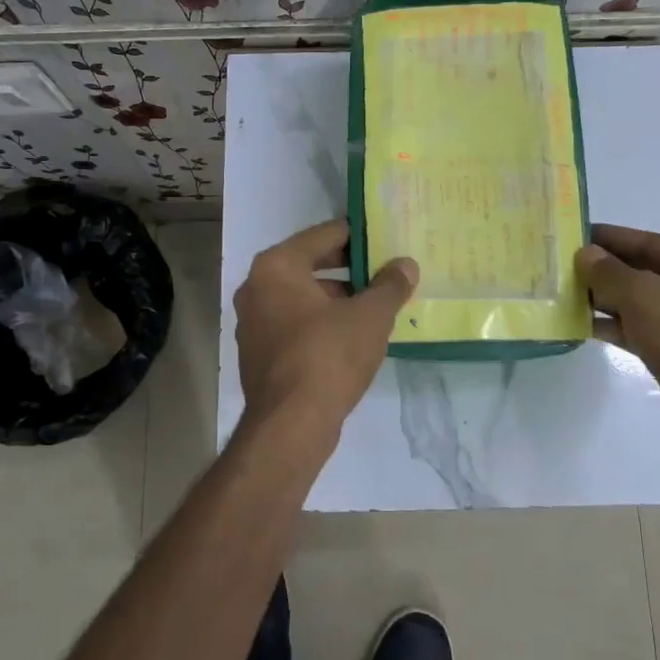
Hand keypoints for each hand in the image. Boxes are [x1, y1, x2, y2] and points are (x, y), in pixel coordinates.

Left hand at [235, 220, 418, 429]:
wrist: (291, 425)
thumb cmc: (328, 355)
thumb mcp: (370, 315)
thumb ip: (390, 285)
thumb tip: (405, 264)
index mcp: (276, 266)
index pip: (323, 235)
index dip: (358, 235)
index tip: (384, 238)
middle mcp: (256, 288)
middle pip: (310, 264)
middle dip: (349, 268)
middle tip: (385, 271)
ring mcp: (253, 324)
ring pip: (303, 298)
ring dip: (337, 298)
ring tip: (376, 305)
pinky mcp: (259, 355)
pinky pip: (296, 325)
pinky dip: (322, 323)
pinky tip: (353, 337)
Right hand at [574, 223, 659, 455]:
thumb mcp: (647, 300)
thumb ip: (612, 274)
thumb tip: (585, 255)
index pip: (655, 243)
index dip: (616, 237)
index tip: (577, 232)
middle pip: (648, 274)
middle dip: (608, 270)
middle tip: (564, 264)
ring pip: (642, 307)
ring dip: (607, 300)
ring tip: (566, 293)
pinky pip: (641, 335)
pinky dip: (614, 329)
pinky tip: (584, 327)